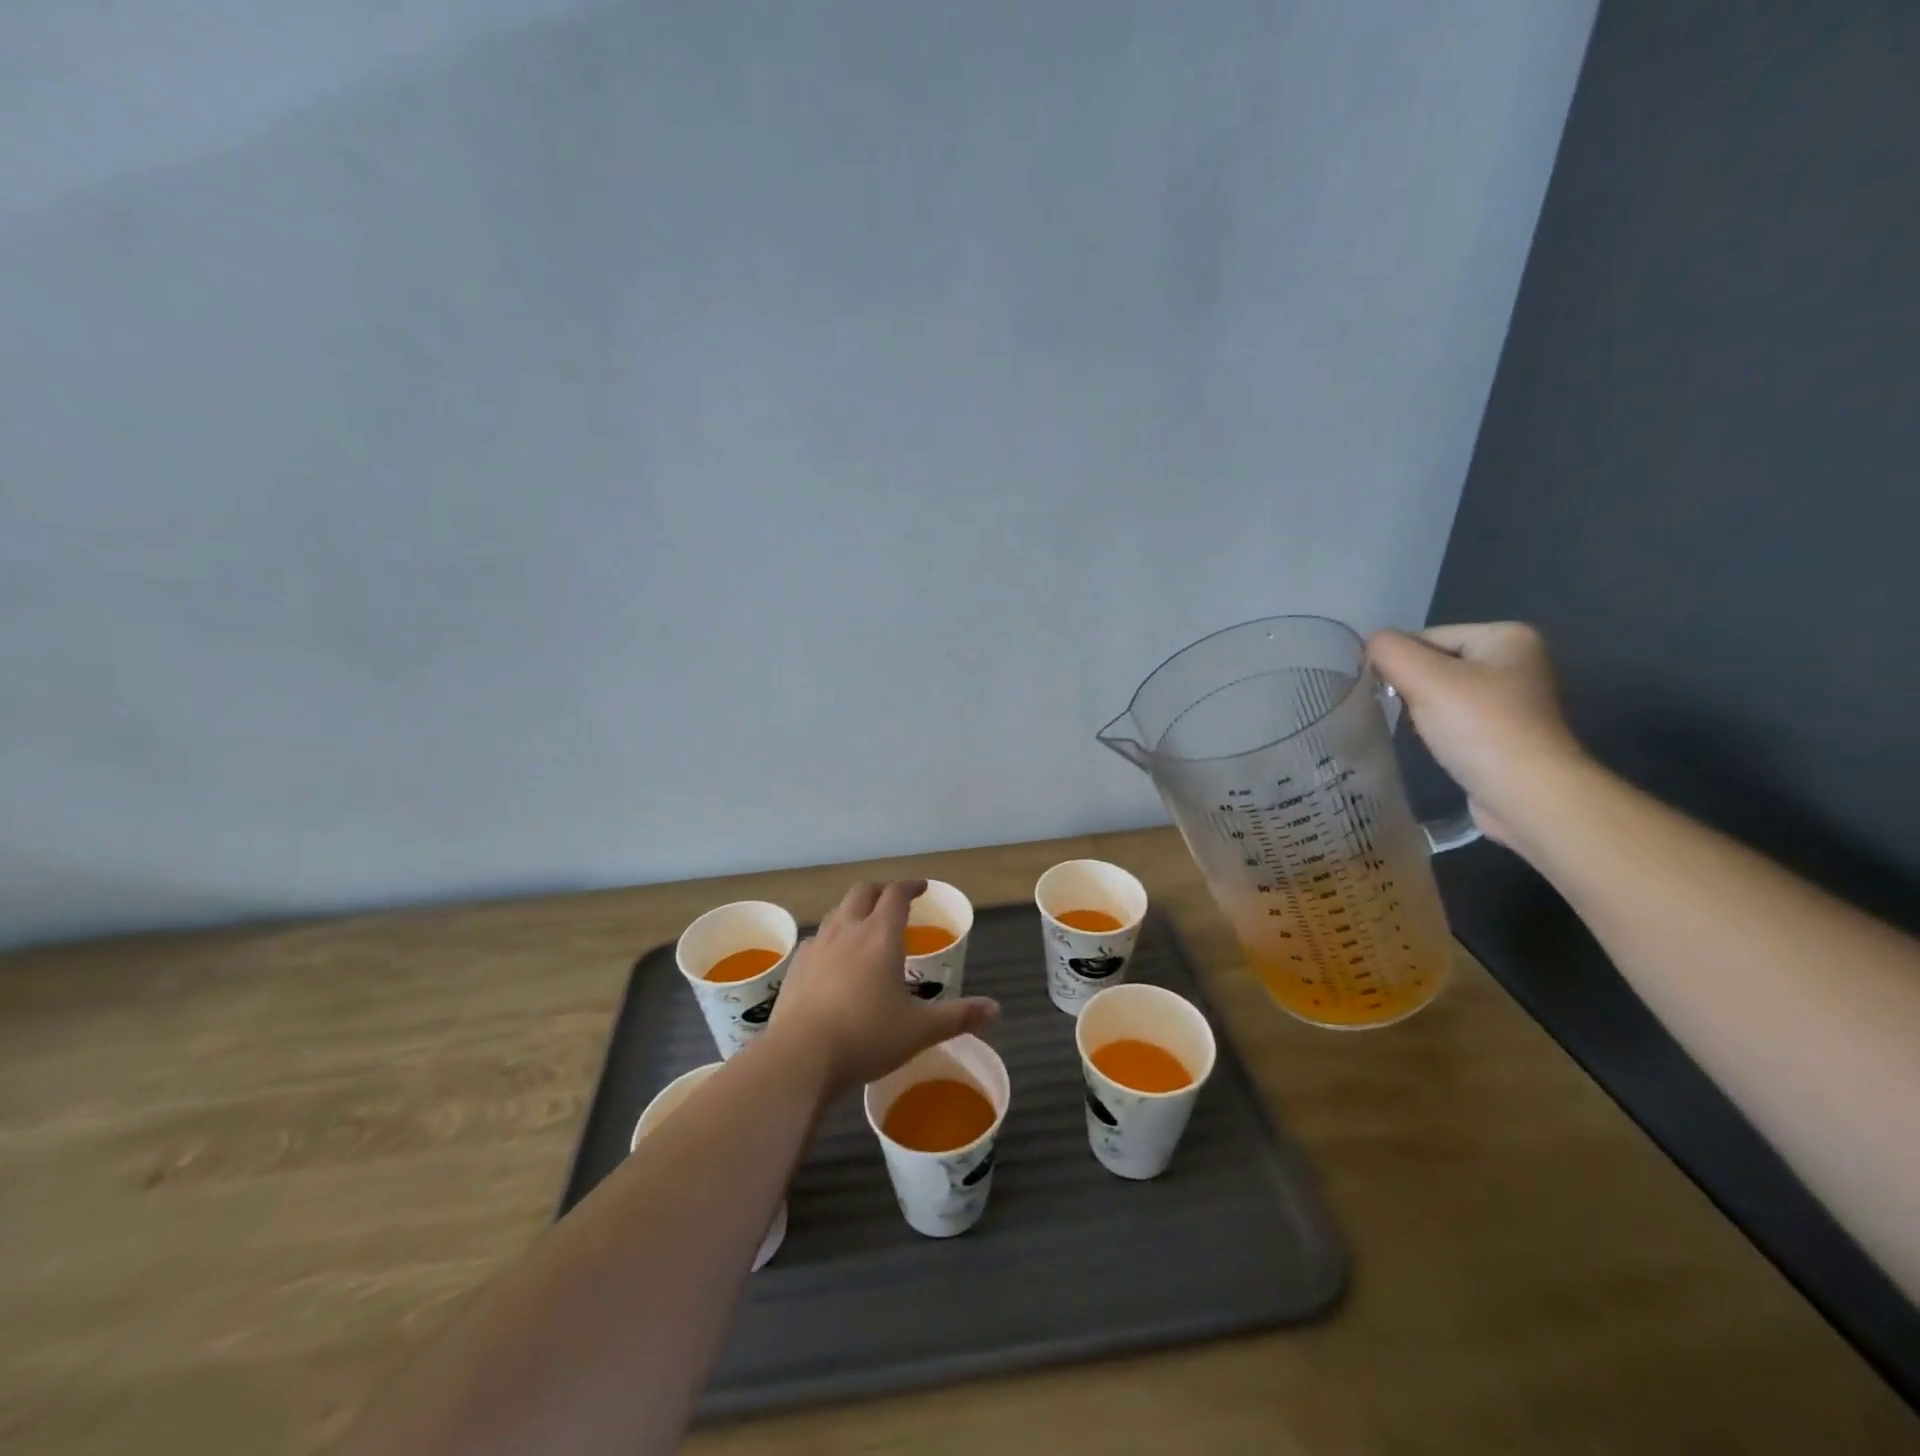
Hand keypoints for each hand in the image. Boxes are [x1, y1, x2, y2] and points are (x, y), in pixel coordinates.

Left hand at [768, 880, 998, 1093]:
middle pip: (862, 892)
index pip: (896, 894)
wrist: (801, 1056)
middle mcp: (848, 930)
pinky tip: (834, 961)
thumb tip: (995, 1009)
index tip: (921, 889)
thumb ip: (958, 1016)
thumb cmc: (867, 1037)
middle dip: (880, 890)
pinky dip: (831, 939)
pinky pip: (817, 940)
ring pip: (837, 912)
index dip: (910, 886)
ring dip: (853, 911)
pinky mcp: (796, 967)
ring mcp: (818, 946)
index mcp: (880, 935)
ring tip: (865, 927)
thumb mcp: (920, 1030)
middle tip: (894, 901)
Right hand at [1366, 622, 1588, 846]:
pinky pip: (1457, 717)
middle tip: (1407, 713)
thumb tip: (1369, 643)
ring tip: (1423, 731)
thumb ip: (1389, 651)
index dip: (1400, 663)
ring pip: (1443, 691)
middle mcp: (1517, 660)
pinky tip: (1439, 744)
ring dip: (1423, 708)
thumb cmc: (1479, 727)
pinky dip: (1440, 728)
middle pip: (1435, 662)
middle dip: (1411, 686)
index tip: (1390, 693)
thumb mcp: (1424, 678)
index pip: (1426, 636)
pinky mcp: (1507, 730)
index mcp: (1506, 636)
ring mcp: (1515, 697)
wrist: (1528, 795)